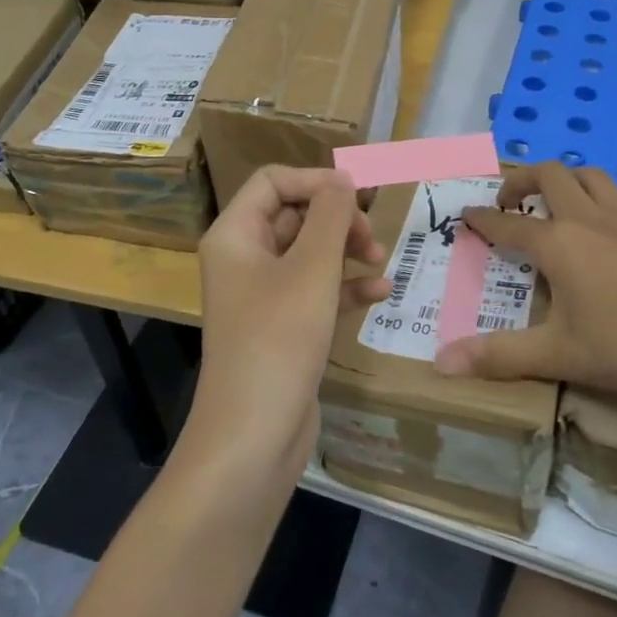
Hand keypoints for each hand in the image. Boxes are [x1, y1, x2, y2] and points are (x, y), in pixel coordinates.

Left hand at [189, 166, 390, 473]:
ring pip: (310, 253)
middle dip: (337, 219)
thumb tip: (342, 178)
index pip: (274, 182)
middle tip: (371, 236)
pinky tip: (379, 294)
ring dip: (347, 251)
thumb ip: (331, 216)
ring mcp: (263, 296)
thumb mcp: (312, 269)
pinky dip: (345, 287)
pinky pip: (316, 291)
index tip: (358, 193)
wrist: (253, 438)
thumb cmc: (279, 339)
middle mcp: (244, 259)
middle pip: (295, 215)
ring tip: (381, 260)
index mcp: (235, 236)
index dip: (316, 180)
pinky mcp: (282, 327)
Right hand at [436, 162, 616, 403]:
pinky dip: (615, 200)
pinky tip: (616, 218)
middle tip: (509, 202)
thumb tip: (441, 363)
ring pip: (593, 177)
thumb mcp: (557, 356)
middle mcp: (588, 220)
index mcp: (557, 244)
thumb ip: (498, 356)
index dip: (482, 218)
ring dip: (568, 180)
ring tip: (557, 200)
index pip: (508, 223)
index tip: (465, 215)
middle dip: (522, 179)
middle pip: (550, 175)